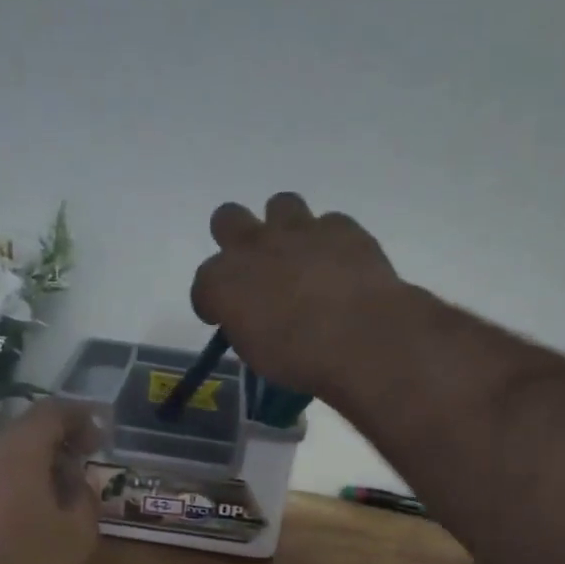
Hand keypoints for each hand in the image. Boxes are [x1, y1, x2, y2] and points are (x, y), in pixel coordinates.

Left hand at [0, 398, 101, 563]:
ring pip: (7, 457)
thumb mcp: (77, 536)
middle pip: (25, 430)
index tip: (103, 435)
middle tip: (89, 456)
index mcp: (16, 454)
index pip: (50, 412)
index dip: (80, 416)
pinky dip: (20, 482)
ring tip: (67, 485)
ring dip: (39, 461)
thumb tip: (79, 479)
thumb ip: (84, 496)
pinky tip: (37, 511)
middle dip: (60, 438)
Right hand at [190, 192, 406, 395]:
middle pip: (226, 218)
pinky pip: (330, 224)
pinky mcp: (340, 228)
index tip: (224, 318)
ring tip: (300, 254)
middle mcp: (252, 246)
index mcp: (222, 282)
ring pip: (280, 204)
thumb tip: (253, 319)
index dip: (212, 303)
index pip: (202, 286)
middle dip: (235, 238)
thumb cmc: (300, 359)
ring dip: (285, 227)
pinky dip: (331, 242)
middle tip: (255, 267)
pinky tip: (340, 263)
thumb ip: (246, 325)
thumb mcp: (256, 354)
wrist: (362, 338)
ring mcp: (297, 230)